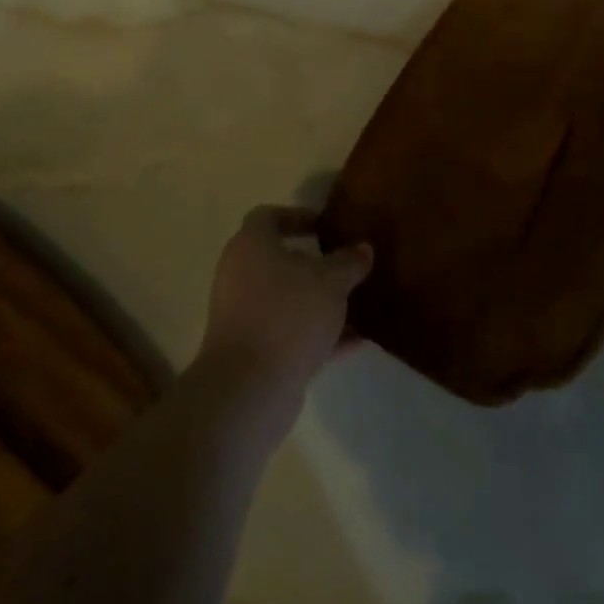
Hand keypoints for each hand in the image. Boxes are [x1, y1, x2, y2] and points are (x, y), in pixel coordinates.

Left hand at [193, 206, 372, 435]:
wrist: (249, 387)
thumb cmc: (288, 314)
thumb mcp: (331, 282)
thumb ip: (349, 263)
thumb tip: (363, 249)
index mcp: (251, 245)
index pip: (268, 217)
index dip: (297, 217)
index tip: (325, 226)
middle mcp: (240, 275)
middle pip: (277, 259)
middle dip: (312, 263)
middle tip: (344, 265)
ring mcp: (243, 315)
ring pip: (285, 299)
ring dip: (317, 301)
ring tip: (356, 303)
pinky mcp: (253, 351)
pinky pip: (289, 332)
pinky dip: (317, 333)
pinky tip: (355, 340)